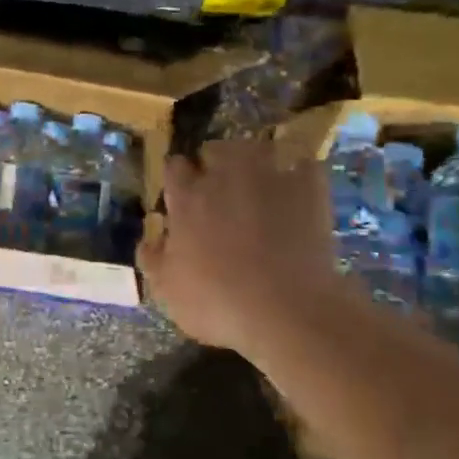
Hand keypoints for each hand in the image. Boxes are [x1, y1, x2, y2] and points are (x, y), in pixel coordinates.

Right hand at [137, 139, 338, 355]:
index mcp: (187, 198)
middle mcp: (224, 177)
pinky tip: (299, 188)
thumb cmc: (217, 302)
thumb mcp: (168, 290)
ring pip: (256, 148)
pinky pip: (304, 165)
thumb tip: (149, 239)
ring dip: (253, 159)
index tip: (181, 192)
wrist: (287, 310)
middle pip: (214, 149)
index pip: (174, 167)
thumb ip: (152, 259)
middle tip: (218, 187)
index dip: (177, 177)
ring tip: (257, 179)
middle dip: (213, 162)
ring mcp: (269, 178)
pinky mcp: (309, 189)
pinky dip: (300, 172)